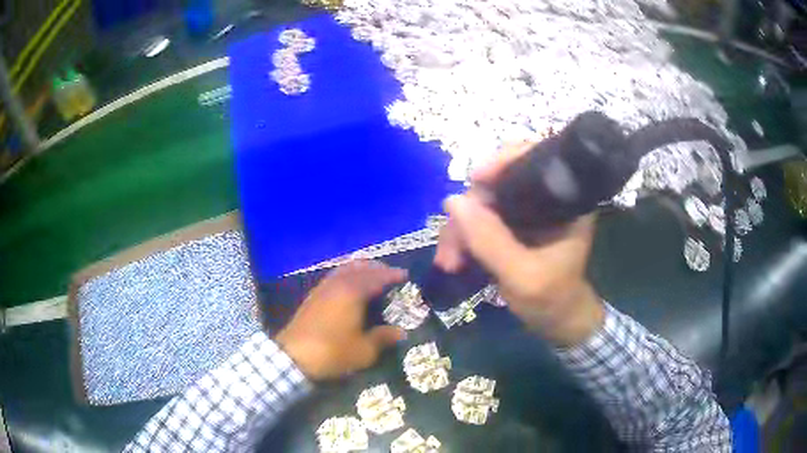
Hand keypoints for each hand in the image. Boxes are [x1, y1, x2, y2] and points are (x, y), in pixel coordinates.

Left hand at [275, 260, 406, 379]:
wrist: (293, 356)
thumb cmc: (332, 352)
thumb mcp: (364, 350)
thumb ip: (383, 338)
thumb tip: (401, 332)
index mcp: (353, 292)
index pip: (377, 276)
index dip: (392, 275)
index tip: (405, 275)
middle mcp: (338, 284)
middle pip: (360, 267)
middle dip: (377, 268)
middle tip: (390, 274)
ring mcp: (322, 288)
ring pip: (345, 269)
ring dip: (361, 270)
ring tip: (372, 278)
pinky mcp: (313, 296)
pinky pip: (335, 277)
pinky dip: (348, 276)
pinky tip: (351, 289)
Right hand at [435, 143, 603, 346]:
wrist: (556, 322)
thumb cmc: (552, 299)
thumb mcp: (523, 276)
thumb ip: (491, 241)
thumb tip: (452, 201)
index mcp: (564, 200)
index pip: (535, 159)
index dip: (503, 162)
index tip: (474, 180)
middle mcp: (544, 199)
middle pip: (498, 183)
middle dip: (468, 212)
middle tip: (450, 249)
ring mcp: (525, 212)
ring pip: (482, 203)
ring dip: (459, 231)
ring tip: (448, 264)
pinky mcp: (511, 227)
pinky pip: (479, 220)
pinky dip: (463, 238)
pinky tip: (453, 261)